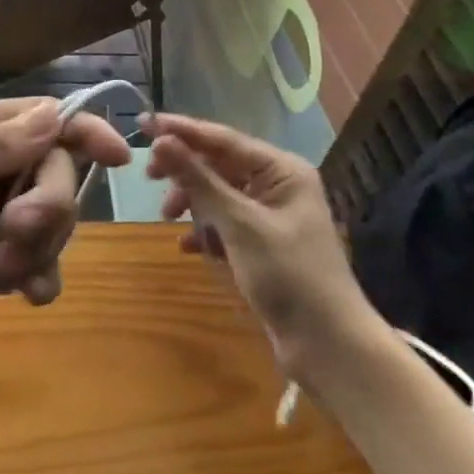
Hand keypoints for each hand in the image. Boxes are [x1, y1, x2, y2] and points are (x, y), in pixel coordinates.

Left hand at [0, 98, 130, 372]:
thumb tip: (55, 113)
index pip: (41, 120)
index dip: (83, 131)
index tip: (120, 158)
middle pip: (55, 173)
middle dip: (48, 207)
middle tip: (11, 238)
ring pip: (53, 220)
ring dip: (40, 246)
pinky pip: (40, 262)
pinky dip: (41, 276)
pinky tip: (25, 296)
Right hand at [146, 114, 375, 374]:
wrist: (331, 349)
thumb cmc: (289, 276)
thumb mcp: (239, 224)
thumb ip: (198, 180)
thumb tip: (160, 140)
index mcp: (282, 170)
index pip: (223, 139)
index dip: (182, 130)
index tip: (143, 124)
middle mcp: (278, 185)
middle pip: (220, 164)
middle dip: (186, 171)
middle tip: (149, 176)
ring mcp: (272, 216)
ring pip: (220, 194)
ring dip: (193, 202)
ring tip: (168, 217)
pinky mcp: (264, 245)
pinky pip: (226, 223)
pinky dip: (206, 231)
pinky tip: (189, 246)